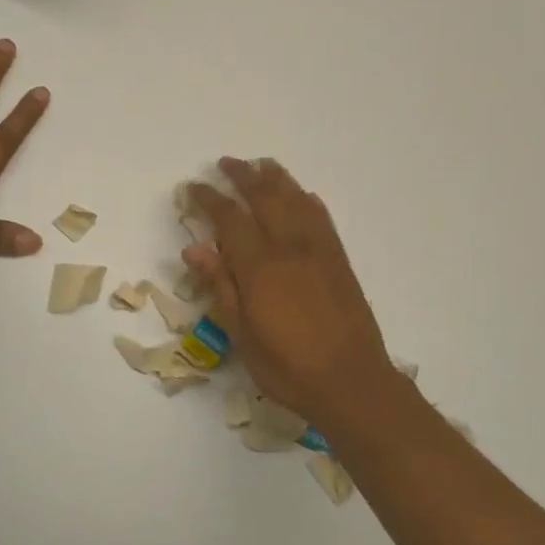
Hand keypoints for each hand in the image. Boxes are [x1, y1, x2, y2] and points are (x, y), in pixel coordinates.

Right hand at [184, 158, 399, 425]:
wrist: (352, 382)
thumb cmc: (288, 367)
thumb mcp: (243, 335)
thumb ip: (220, 287)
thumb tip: (195, 248)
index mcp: (260, 267)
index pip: (229, 219)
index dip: (208, 199)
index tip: (192, 187)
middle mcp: (290, 248)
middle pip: (264, 198)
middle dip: (242, 176)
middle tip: (225, 163)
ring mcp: (319, 251)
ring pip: (296, 200)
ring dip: (276, 179)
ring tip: (262, 164)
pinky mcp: (339, 261)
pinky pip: (322, 219)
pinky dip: (308, 201)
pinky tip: (303, 196)